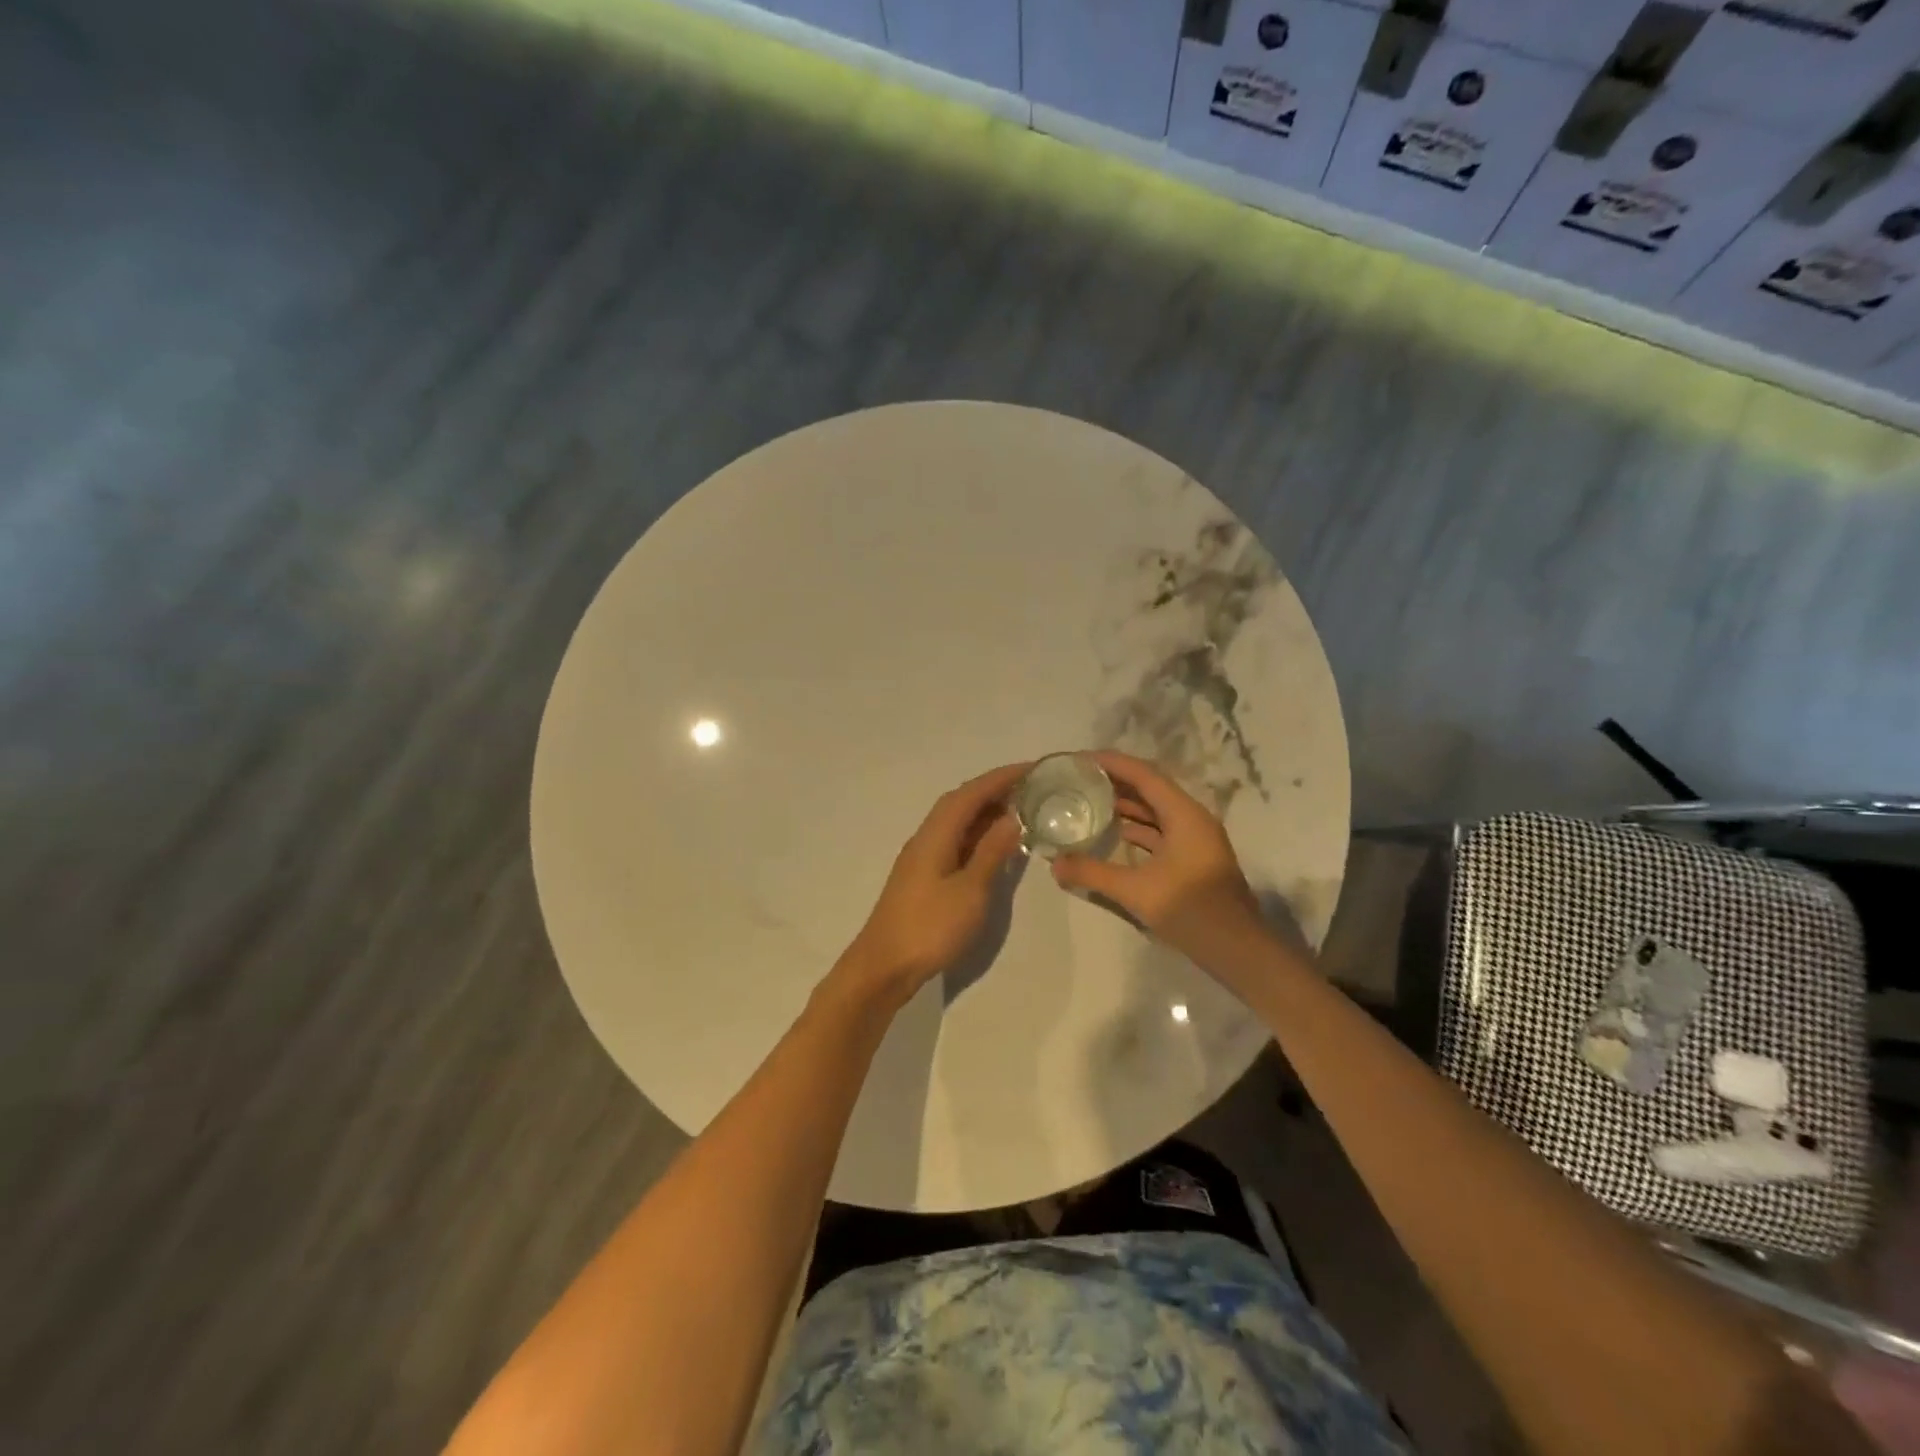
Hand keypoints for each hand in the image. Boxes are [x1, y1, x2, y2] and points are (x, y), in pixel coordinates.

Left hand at [832, 762, 1029, 1011]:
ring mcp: (922, 857)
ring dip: (987, 812)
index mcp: (935, 834)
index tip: (1033, 768)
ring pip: (957, 822)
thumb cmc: (930, 928)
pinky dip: (978, 835)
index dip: (1002, 777)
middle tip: (1033, 789)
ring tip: (1022, 811)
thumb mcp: (970, 891)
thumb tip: (1013, 818)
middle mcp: (926, 837)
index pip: (971, 793)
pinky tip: (995, 845)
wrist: (883, 966)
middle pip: (961, 802)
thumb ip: (991, 852)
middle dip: (995, 790)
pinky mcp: (924, 876)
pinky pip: (955, 841)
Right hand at [1050, 751, 1267, 975]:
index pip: (1144, 774)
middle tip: (1078, 779)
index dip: (1111, 763)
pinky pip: (1159, 831)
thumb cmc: (1191, 910)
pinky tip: (1112, 834)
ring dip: (1125, 805)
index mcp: (1184, 814)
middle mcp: (1191, 818)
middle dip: (1115, 782)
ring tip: (1088, 801)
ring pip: (1155, 811)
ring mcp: (1194, 839)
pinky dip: (1135, 829)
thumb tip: (1054, 864)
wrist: (1238, 950)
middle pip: (1149, 789)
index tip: (1080, 760)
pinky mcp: (1191, 859)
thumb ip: (1093, 873)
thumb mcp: (1136, 891)